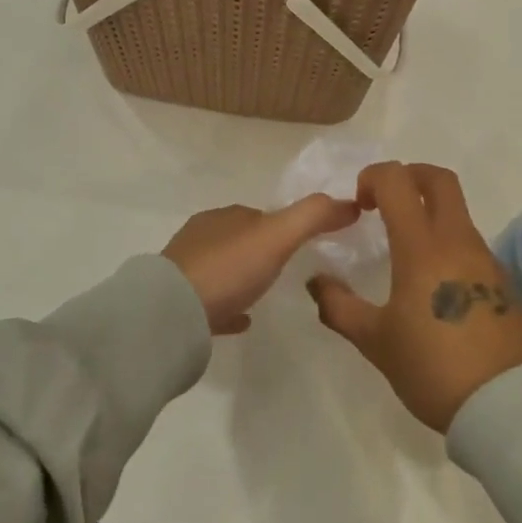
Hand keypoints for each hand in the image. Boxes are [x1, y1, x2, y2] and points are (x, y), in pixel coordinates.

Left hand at [164, 195, 360, 334]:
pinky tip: (242, 320)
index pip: (261, 215)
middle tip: (289, 269)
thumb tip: (351, 202)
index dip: (284, 225)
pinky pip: (211, 301)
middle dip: (262, 249)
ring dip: (243, 275)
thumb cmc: (228, 269)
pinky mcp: (179, 303)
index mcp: (226, 217)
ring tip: (265, 293)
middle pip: (241, 239)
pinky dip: (229, 304)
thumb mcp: (278, 236)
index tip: (307, 243)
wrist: (170, 314)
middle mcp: (204, 236)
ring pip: (223, 268)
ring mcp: (187, 269)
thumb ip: (314, 216)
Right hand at [309, 163, 521, 431]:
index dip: (373, 177)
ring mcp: (485, 259)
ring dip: (428, 211)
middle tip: (383, 202)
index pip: (397, 181)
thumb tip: (316, 282)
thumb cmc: (433, 367)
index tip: (358, 204)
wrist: (508, 406)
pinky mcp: (501, 281)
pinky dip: (446, 242)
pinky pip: (470, 243)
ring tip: (403, 248)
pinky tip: (432, 282)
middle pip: (439, 179)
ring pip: (457, 211)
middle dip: (408, 175)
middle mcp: (457, 240)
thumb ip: (339, 306)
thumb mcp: (375, 341)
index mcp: (422, 246)